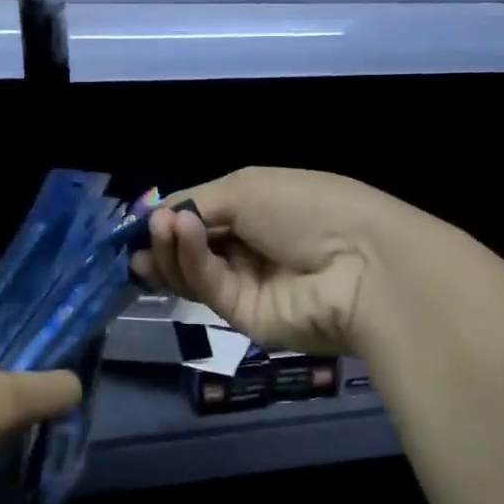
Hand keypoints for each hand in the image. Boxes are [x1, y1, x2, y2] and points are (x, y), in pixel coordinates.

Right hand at [134, 166, 429, 355]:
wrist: (361, 265)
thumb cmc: (308, 208)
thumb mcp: (247, 187)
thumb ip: (197, 202)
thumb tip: (157, 216)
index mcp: (257, 209)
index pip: (202, 213)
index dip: (171, 214)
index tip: (142, 216)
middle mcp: (249, 246)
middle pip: (191, 245)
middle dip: (165, 235)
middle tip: (149, 228)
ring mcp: (246, 282)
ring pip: (192, 269)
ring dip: (172, 247)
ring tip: (163, 229)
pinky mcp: (243, 316)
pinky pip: (208, 285)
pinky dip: (191, 261)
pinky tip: (183, 236)